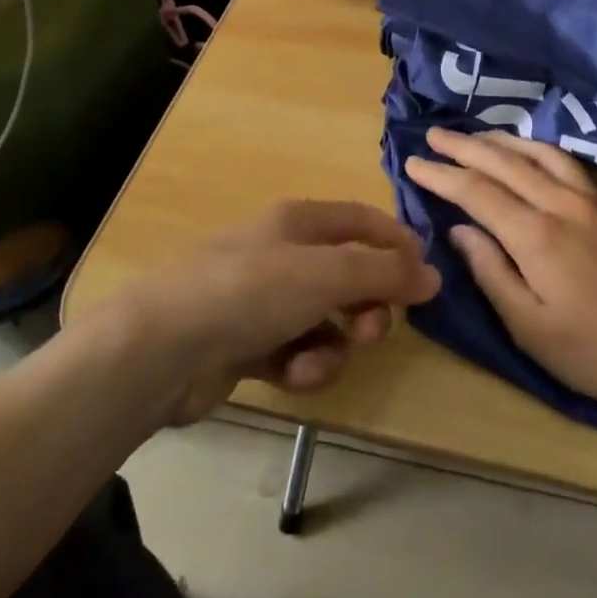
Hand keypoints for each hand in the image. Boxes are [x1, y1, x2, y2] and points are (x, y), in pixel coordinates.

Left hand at [128, 200, 440, 422]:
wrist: (162, 349)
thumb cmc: (251, 291)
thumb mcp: (327, 275)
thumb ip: (384, 274)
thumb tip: (434, 276)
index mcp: (300, 222)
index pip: (364, 221)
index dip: (398, 245)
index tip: (426, 281)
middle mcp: (284, 254)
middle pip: (349, 276)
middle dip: (367, 307)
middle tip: (372, 332)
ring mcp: (264, 301)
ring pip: (327, 321)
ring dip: (333, 347)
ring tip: (316, 362)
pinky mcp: (249, 344)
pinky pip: (297, 351)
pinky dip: (302, 365)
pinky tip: (291, 375)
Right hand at [404, 128, 596, 418]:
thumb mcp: (530, 328)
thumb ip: (490, 272)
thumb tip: (459, 230)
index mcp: (536, 234)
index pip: (475, 191)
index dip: (440, 175)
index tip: (412, 163)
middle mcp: (563, 203)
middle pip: (504, 162)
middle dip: (464, 146)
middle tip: (434, 135)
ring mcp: (596, 200)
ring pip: (542, 153)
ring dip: (504, 141)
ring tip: (478, 137)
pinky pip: (577, 163)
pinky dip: (549, 151)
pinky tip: (541, 154)